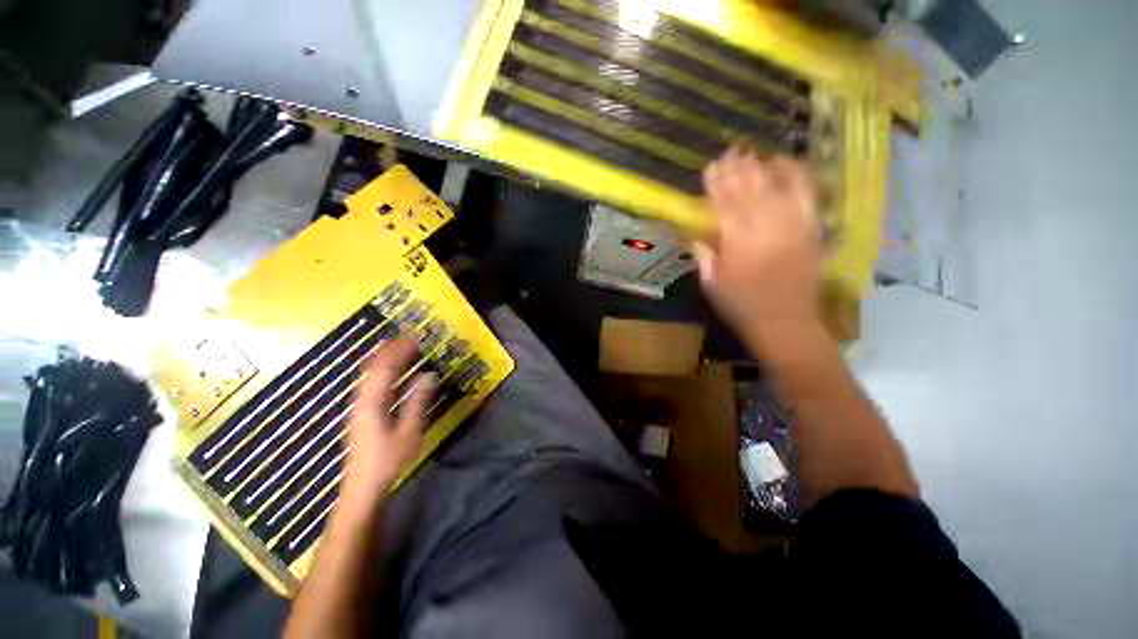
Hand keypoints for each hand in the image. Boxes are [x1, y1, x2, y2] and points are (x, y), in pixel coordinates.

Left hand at [338, 339, 433, 511]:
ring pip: (369, 376)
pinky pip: (370, 385)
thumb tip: (428, 376)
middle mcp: (361, 401)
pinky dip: (381, 373)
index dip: (399, 350)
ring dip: (383, 360)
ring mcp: (359, 408)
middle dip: (388, 350)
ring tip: (398, 348)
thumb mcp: (409, 431)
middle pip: (373, 368)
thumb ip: (418, 402)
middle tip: (405, 337)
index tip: (413, 336)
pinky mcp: (361, 415)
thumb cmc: (388, 460)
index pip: (385, 368)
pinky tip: (391, 374)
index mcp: (372, 403)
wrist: (363, 488)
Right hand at [695, 147, 822, 335]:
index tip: (709, 167)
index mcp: (736, 242)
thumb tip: (695, 232)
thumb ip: (704, 254)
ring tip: (752, 155)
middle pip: (750, 188)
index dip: (716, 183)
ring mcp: (791, 225)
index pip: (724, 202)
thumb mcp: (711, 283)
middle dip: (737, 168)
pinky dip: (796, 176)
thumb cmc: (741, 306)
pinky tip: (787, 164)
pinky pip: (806, 194)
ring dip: (762, 167)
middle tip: (729, 152)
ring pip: (776, 186)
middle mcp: (765, 227)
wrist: (785, 322)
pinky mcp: (811, 228)